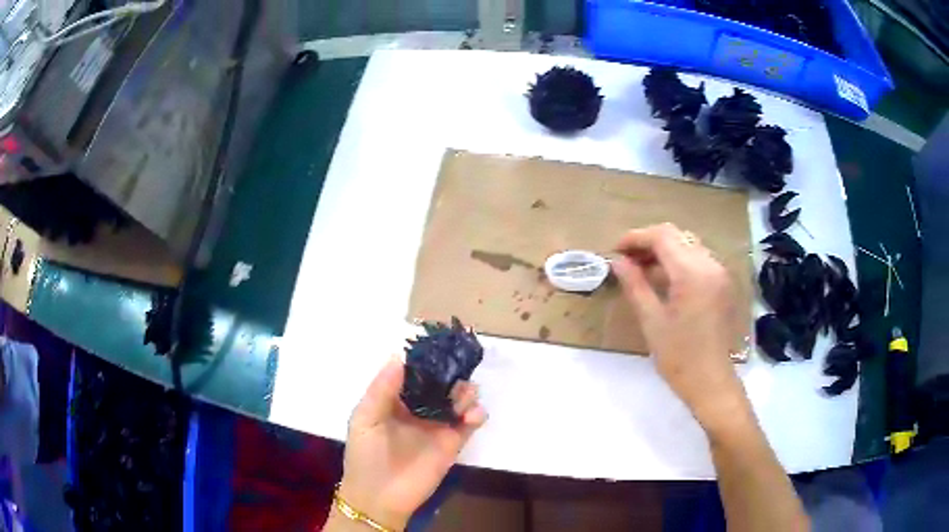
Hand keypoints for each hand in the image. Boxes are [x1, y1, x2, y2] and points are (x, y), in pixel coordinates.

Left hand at [337, 357, 486, 529]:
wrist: (379, 496)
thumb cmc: (365, 455)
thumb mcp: (365, 419)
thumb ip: (381, 390)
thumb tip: (398, 356)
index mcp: (395, 400)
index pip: (414, 374)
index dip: (426, 361)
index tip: (438, 347)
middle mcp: (419, 409)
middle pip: (440, 384)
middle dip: (450, 375)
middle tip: (456, 372)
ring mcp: (438, 425)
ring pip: (458, 400)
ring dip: (465, 392)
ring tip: (462, 397)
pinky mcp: (453, 443)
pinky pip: (470, 423)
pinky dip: (476, 414)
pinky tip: (471, 415)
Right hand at [611, 223, 749, 431]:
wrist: (712, 382)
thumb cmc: (679, 357)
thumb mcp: (652, 321)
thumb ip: (635, 285)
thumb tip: (618, 261)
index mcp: (692, 273)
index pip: (662, 236)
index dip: (636, 238)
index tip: (615, 250)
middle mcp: (710, 265)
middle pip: (677, 235)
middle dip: (649, 242)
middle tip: (626, 259)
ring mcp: (720, 273)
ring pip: (688, 245)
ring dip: (664, 250)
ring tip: (641, 269)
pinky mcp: (723, 284)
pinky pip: (698, 259)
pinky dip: (679, 261)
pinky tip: (664, 279)